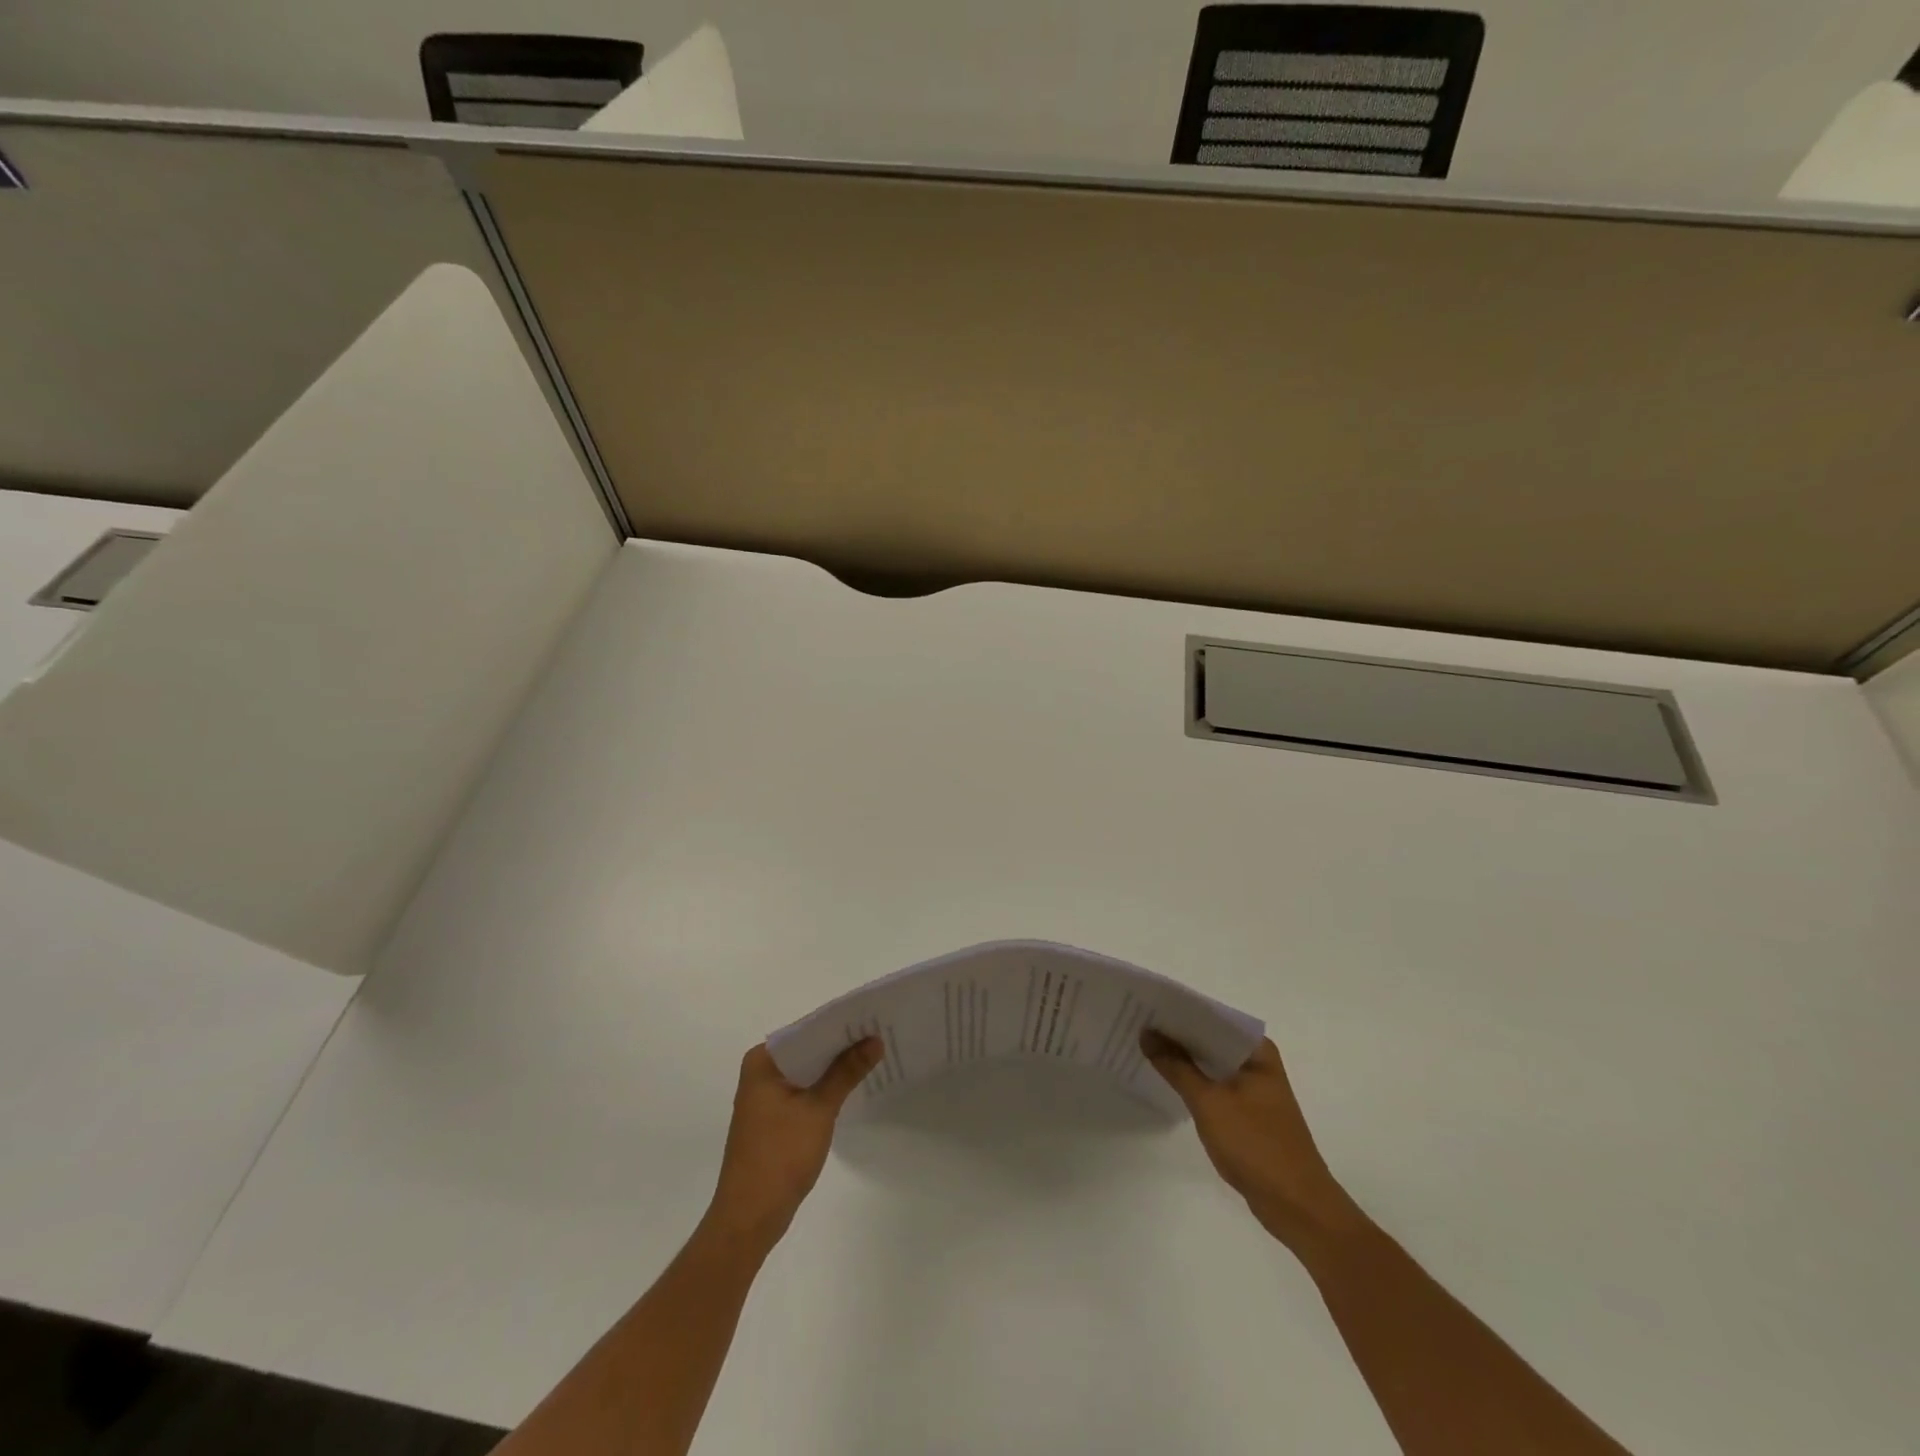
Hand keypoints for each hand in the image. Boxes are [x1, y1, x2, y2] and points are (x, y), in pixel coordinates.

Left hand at [705, 1039, 881, 1252]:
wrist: (750, 1217)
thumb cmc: (780, 1156)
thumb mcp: (819, 1109)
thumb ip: (846, 1072)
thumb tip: (874, 1040)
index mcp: (762, 1061)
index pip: (806, 1030)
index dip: (840, 1024)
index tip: (872, 1016)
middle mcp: (760, 1072)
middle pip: (807, 1049)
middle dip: (841, 1045)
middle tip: (880, 1033)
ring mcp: (765, 1097)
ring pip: (807, 1071)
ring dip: (835, 1067)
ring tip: (874, 1054)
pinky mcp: (773, 1118)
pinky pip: (804, 1090)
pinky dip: (825, 1087)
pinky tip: (852, 1086)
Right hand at [1142, 1031, 1361, 1250]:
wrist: (1297, 1206)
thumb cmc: (1256, 1145)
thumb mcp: (1209, 1102)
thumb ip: (1176, 1066)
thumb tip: (1147, 1033)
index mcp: (1257, 1050)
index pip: (1211, 1017)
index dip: (1178, 1010)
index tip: (1145, 1005)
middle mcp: (1258, 1062)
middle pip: (1210, 1039)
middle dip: (1176, 1034)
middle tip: (1136, 1024)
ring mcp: (1254, 1088)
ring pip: (1211, 1063)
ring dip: (1183, 1059)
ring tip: (1144, 1047)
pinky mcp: (1248, 1112)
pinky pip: (1214, 1085)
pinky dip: (1193, 1082)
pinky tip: (1166, 1080)